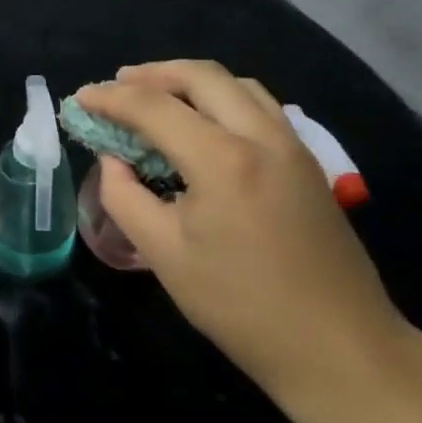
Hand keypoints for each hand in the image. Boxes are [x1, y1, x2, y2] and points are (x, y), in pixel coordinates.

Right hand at [77, 62, 411, 396]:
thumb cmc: (241, 306)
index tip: (81, 97)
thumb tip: (112, 160)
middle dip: (153, 74)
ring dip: (191, 80)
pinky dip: (222, 97)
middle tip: (118, 85)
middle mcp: (261, 136)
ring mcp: (292, 146)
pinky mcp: (307, 163)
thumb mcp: (165, 255)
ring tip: (157, 95)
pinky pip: (259, 105)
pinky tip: (205, 122)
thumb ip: (125, 197)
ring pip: (237, 84)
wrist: (339, 348)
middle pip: (202, 76)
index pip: (154, 107)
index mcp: (222, 159)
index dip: (111, 98)